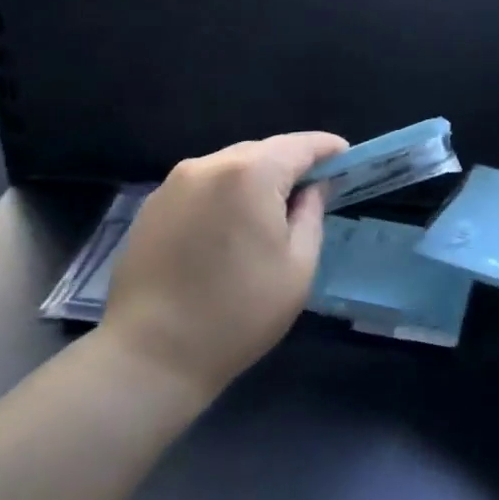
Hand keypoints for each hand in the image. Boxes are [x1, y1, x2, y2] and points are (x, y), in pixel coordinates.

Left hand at [101, 132, 347, 403]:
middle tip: (313, 191)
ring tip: (271, 213)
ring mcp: (174, 183)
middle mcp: (209, 165)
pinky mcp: (152, 206)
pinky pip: (202, 185)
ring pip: (230, 166)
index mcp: (251, 174)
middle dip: (291, 165)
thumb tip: (315, 187)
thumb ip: (311, 214)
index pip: (300, 145)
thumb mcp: (297, 266)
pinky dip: (225, 194)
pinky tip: (229, 229)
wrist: (151, 354)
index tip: (347, 159)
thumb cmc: (239, 313)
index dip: (328, 148)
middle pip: (263, 151)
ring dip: (256, 180)